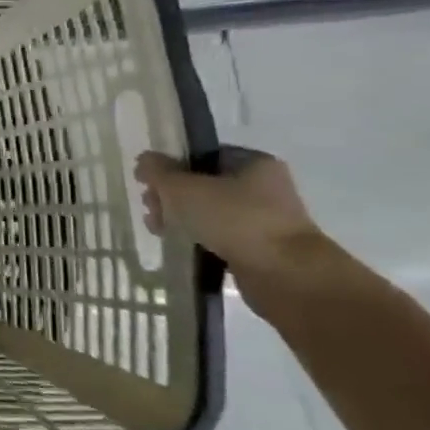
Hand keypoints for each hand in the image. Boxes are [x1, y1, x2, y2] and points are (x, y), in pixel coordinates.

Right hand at [134, 146, 326, 280]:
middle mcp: (264, 187)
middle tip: (150, 208)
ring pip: (209, 212)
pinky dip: (198, 239)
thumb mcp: (184, 188)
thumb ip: (158, 171)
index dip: (171, 166)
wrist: (285, 274)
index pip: (202, 155)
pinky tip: (178, 246)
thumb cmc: (235, 219)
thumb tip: (144, 161)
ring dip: (180, 219)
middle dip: (171, 196)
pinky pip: (219, 236)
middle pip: (203, 184)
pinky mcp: (260, 248)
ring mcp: (264, 219)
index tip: (148, 183)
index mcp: (253, 162)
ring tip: (158, 230)